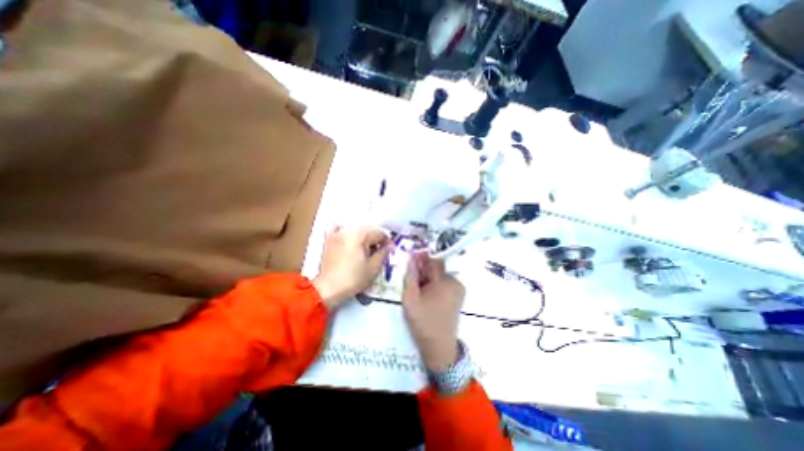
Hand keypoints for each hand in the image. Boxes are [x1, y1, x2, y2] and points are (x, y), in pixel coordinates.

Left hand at [312, 226, 391, 310]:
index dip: (387, 242)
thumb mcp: (373, 268)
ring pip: (355, 229)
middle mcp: (348, 230)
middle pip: (368, 230)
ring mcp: (337, 233)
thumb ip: (383, 253)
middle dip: (375, 240)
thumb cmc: (353, 279)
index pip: (379, 233)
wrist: (329, 289)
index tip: (390, 251)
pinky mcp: (328, 239)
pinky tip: (348, 239)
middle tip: (379, 252)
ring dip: (363, 237)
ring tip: (365, 250)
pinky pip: (337, 228)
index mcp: (361, 235)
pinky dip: (344, 231)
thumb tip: (390, 246)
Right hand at [402, 251, 465, 371]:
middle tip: (411, 280)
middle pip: (437, 268)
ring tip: (418, 290)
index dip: (421, 259)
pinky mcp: (458, 296)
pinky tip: (426, 295)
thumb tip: (411, 257)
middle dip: (423, 270)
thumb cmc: (423, 322)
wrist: (439, 347)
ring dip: (428, 278)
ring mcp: (458, 289)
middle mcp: (455, 282)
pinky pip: (444, 283)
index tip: (410, 260)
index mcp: (445, 281)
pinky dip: (434, 285)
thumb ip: (410, 276)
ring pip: (439, 275)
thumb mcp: (410, 298)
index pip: (432, 261)